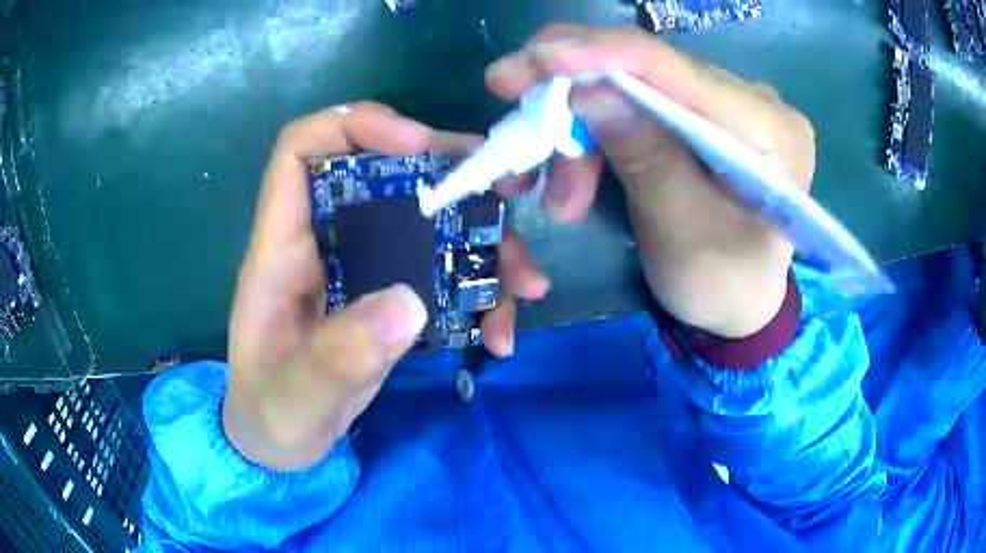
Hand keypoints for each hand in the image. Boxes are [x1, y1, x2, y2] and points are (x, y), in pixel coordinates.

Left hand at [225, 103, 547, 470]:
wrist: (280, 444)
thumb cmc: (270, 417)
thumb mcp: (294, 400)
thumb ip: (337, 358)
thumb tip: (410, 303)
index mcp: (282, 249)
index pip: (303, 149)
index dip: (357, 126)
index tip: (420, 146)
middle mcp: (325, 242)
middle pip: (387, 172)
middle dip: (453, 174)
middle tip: (511, 193)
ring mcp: (363, 268)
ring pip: (430, 221)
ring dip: (485, 242)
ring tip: (526, 285)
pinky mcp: (390, 296)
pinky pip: (444, 271)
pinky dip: (482, 292)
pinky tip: (501, 332)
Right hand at [486, 26, 815, 337]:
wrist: (742, 303)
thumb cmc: (723, 286)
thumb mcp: (682, 235)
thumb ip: (645, 159)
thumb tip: (586, 89)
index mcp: (771, 131)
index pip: (680, 70)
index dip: (602, 54)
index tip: (531, 58)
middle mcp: (754, 101)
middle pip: (651, 71)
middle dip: (575, 94)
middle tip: (516, 116)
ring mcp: (727, 104)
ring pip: (635, 88)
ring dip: (582, 128)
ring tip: (558, 194)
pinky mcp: (703, 115)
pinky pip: (639, 104)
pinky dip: (598, 133)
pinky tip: (576, 173)